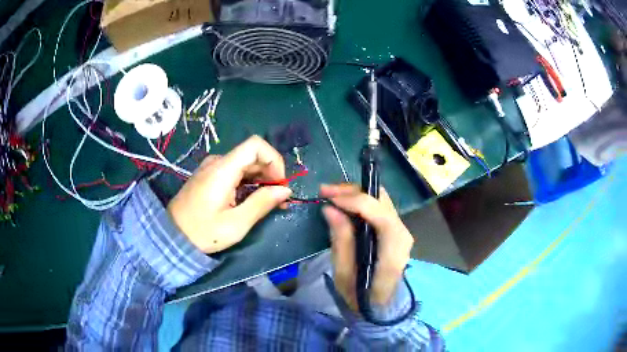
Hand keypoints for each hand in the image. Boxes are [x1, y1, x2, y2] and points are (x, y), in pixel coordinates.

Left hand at [168, 136, 292, 253]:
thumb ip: (261, 203)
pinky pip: (235, 172)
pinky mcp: (209, 176)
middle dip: (271, 173)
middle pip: (252, 155)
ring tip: (270, 202)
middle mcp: (217, 162)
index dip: (274, 160)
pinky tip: (253, 199)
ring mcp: (212, 168)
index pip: (256, 145)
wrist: (172, 235)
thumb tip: (285, 190)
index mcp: (223, 169)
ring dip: (261, 179)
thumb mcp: (236, 224)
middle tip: (280, 199)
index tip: (279, 184)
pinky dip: (249, 182)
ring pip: (245, 163)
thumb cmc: (202, 232)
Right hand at [320, 184, 413, 310]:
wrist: (380, 306)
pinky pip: (379, 207)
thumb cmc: (360, 296)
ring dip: (356, 194)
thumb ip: (341, 241)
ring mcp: (401, 231)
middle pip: (382, 201)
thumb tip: (330, 209)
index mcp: (393, 251)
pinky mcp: (395, 231)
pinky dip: (361, 201)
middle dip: (353, 192)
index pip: (381, 215)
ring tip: (331, 195)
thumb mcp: (344, 275)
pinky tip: (344, 204)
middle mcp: (402, 235)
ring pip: (381, 200)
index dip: (355, 201)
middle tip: (326, 192)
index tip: (328, 198)